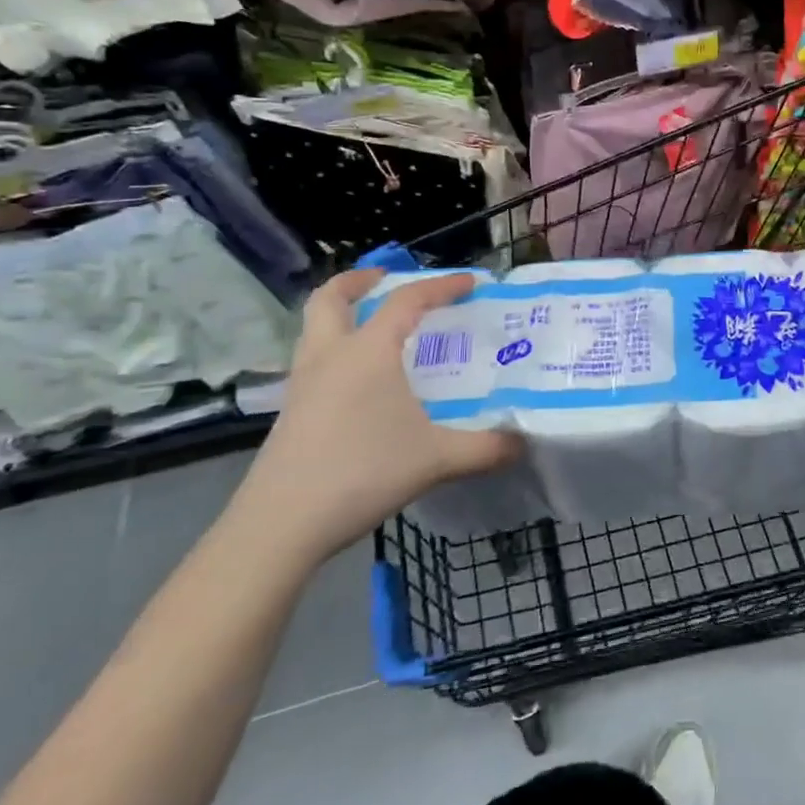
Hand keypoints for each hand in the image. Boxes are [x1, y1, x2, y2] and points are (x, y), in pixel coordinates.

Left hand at [231, 271, 518, 566]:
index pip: (407, 301)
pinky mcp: (290, 412)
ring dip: (341, 314)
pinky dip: (335, 350)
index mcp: (368, 351)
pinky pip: (312, 361)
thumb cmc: (362, 473)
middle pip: (331, 298)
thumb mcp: (437, 459)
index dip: (441, 286)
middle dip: (358, 281)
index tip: (471, 283)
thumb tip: (523, 442)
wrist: (280, 525)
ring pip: (314, 328)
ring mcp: (303, 384)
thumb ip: (486, 448)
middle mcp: (330, 356)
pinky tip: (360, 382)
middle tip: (386, 279)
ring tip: (374, 327)